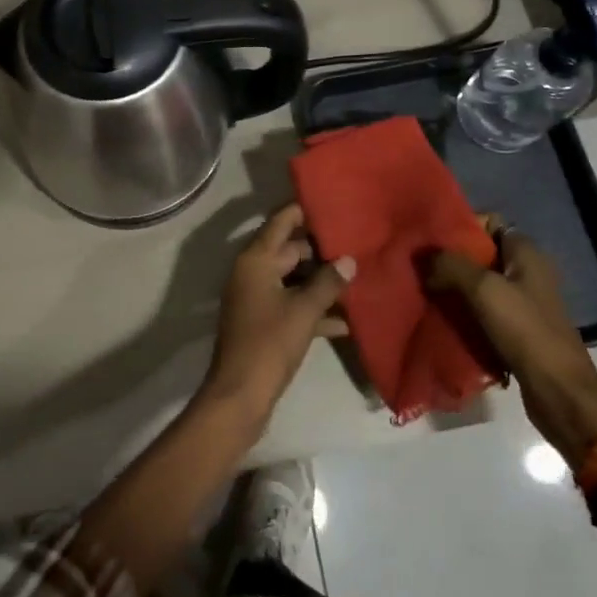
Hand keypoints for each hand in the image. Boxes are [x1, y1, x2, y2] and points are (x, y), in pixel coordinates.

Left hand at [200, 204, 354, 431]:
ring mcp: (256, 299)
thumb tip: (349, 261)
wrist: (240, 394)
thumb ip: (327, 283)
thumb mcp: (304, 311)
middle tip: (354, 242)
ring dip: (319, 282)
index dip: (301, 212)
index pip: (279, 223)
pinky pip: (291, 306)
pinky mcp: (263, 324)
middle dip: (319, 250)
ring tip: (356, 277)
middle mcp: (252, 274)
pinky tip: (345, 321)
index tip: (328, 202)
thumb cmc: (270, 342)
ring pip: (292, 281)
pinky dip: (313, 310)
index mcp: (255, 261)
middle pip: (288, 251)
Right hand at [427, 217, 596, 463]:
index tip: (429, 239)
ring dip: (453, 288)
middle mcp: (527, 272)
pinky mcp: (517, 330)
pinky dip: (463, 313)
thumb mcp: (483, 290)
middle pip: (480, 254)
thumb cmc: (525, 331)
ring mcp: (524, 303)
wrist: (559, 393)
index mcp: (526, 253)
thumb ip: (450, 265)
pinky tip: (441, 318)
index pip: (489, 223)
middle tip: (419, 267)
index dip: (459, 226)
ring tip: (423, 291)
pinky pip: (483, 312)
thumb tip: (422, 255)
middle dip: (450, 260)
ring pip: (479, 285)